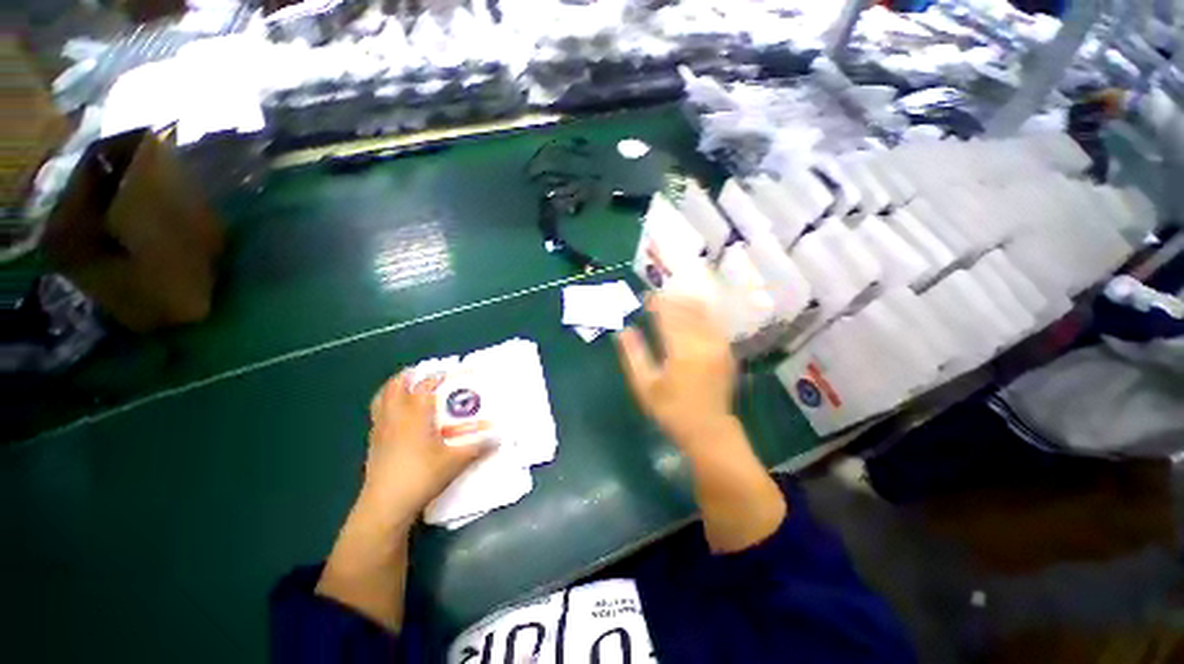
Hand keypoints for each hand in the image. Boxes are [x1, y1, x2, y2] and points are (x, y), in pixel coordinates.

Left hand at [361, 371, 490, 516]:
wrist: (385, 505)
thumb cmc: (422, 476)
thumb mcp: (456, 461)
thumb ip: (479, 446)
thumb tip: (500, 436)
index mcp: (416, 415)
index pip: (425, 386)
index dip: (439, 376)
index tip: (452, 372)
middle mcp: (395, 416)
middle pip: (395, 386)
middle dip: (408, 376)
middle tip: (423, 374)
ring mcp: (380, 429)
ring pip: (381, 398)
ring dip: (393, 388)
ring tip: (406, 387)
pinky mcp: (373, 443)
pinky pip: (377, 414)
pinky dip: (386, 405)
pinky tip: (398, 417)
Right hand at [615, 293, 737, 448]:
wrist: (708, 430)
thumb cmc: (671, 409)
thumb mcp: (645, 386)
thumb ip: (633, 355)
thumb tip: (623, 330)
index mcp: (682, 350)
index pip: (668, 315)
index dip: (657, 303)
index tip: (647, 297)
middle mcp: (704, 342)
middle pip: (687, 310)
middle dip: (671, 300)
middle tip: (658, 297)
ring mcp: (719, 345)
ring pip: (703, 314)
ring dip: (686, 304)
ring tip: (673, 301)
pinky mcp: (727, 350)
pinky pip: (713, 323)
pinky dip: (701, 314)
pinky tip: (691, 314)